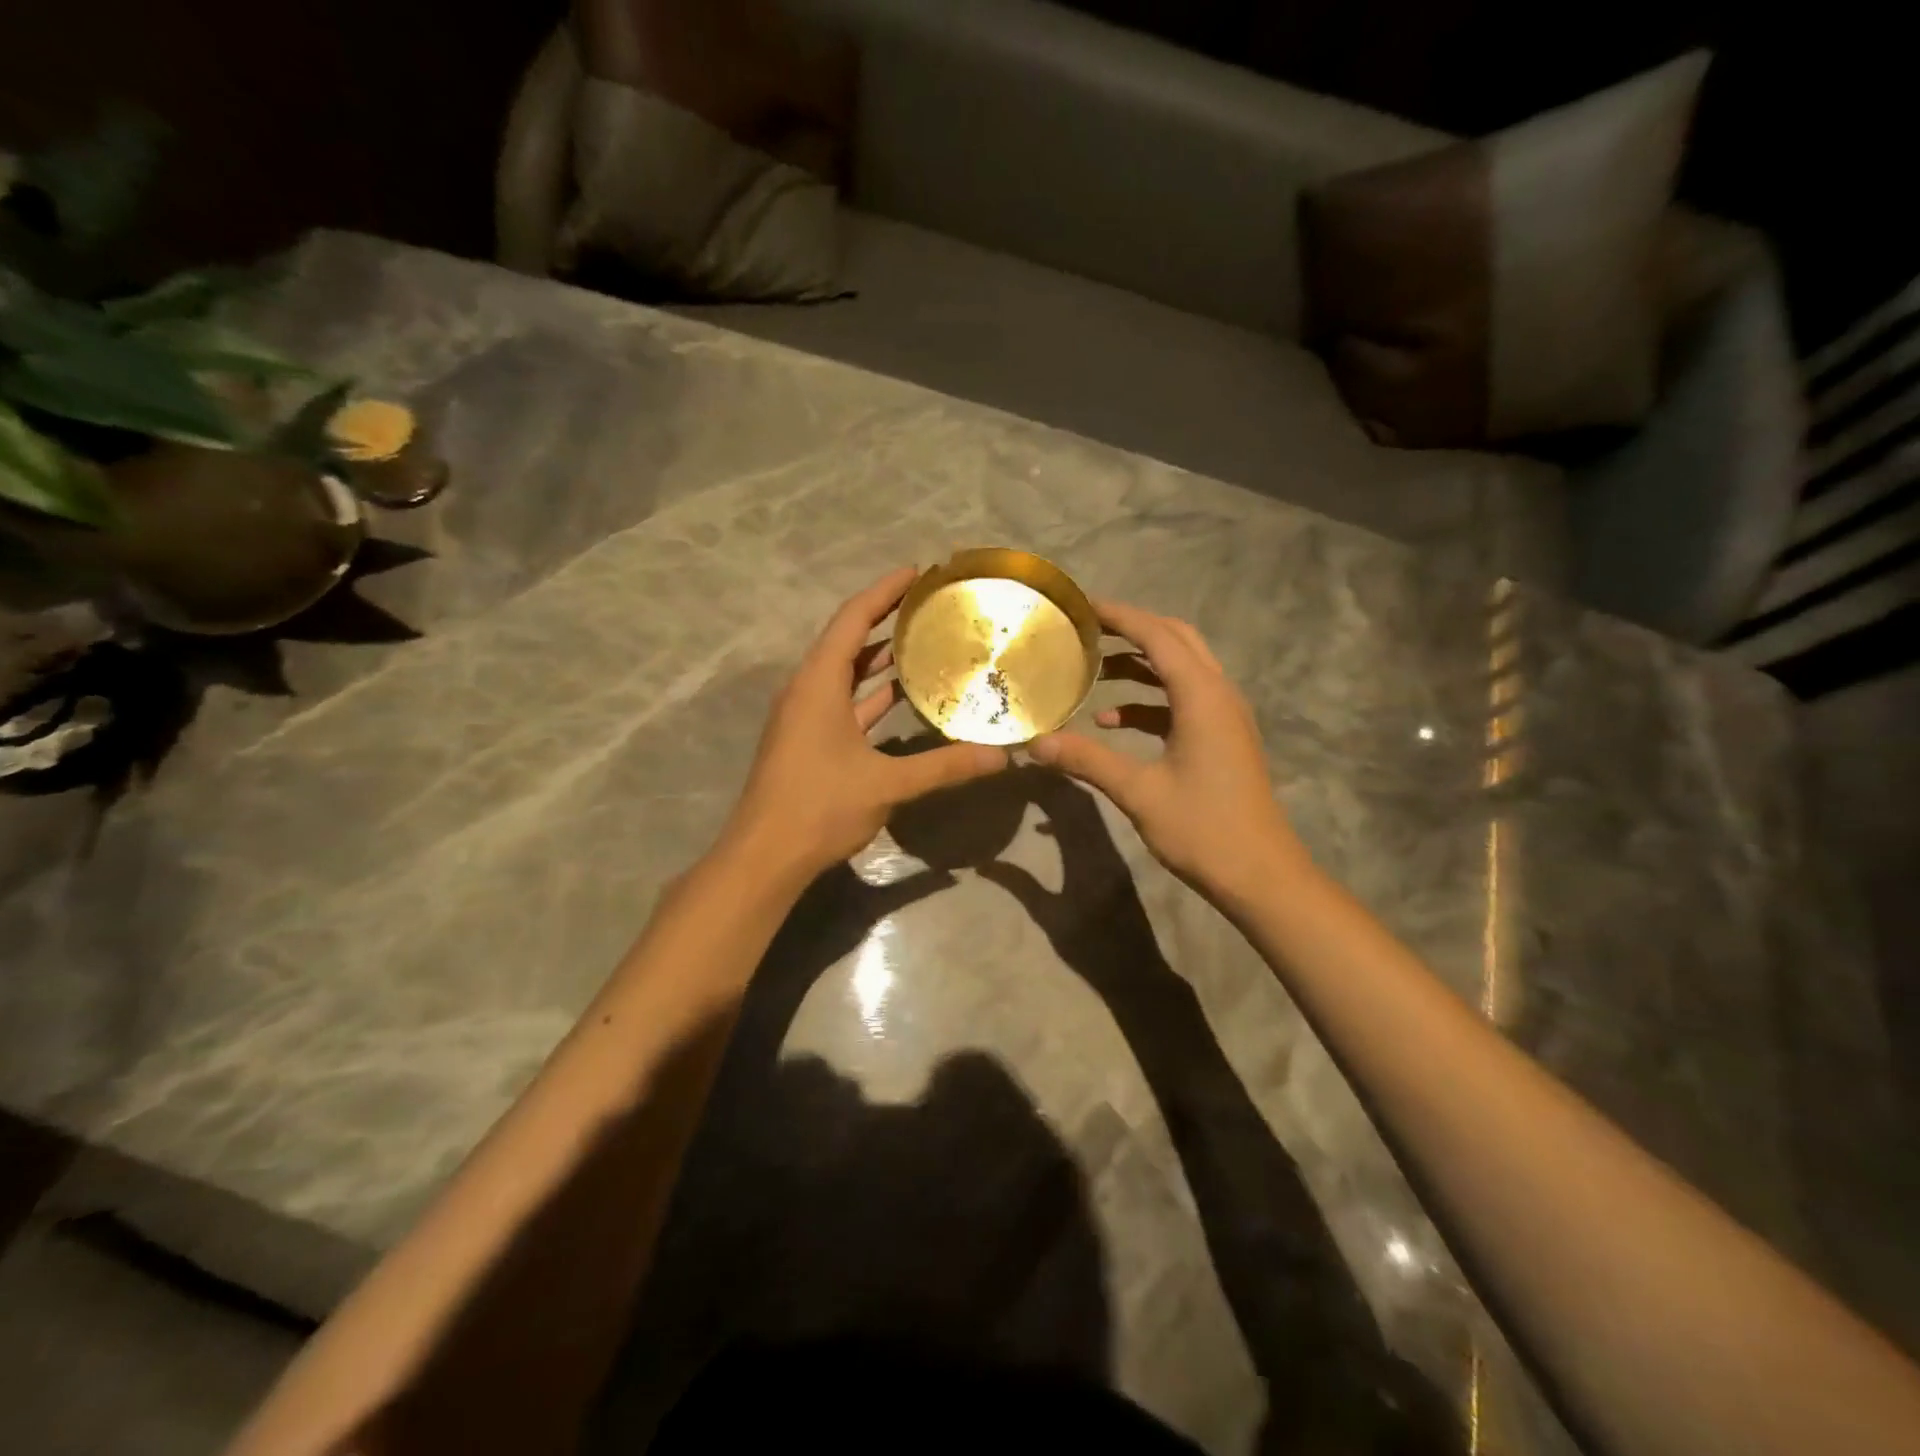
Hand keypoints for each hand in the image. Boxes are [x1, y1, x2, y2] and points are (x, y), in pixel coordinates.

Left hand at [724, 567, 1009, 880]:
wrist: (765, 856)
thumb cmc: (819, 807)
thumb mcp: (887, 784)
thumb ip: (945, 766)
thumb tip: (1001, 756)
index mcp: (818, 683)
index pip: (852, 619)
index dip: (884, 591)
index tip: (917, 572)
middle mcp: (807, 690)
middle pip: (847, 640)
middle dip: (885, 618)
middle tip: (929, 605)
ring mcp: (805, 716)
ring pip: (844, 673)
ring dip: (878, 656)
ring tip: (923, 641)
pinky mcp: (808, 740)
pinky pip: (843, 701)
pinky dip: (870, 693)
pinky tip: (901, 695)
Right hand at [1028, 600, 1305, 904]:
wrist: (1260, 875)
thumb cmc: (1203, 829)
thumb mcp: (1138, 792)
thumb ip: (1087, 760)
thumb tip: (1036, 743)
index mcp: (1202, 696)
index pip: (1157, 636)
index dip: (1120, 616)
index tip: (1081, 607)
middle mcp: (1218, 694)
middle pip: (1175, 640)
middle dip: (1131, 630)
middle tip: (1087, 630)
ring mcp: (1224, 716)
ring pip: (1180, 670)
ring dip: (1139, 665)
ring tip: (1092, 670)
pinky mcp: (1222, 738)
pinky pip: (1182, 701)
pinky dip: (1149, 701)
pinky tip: (1112, 722)